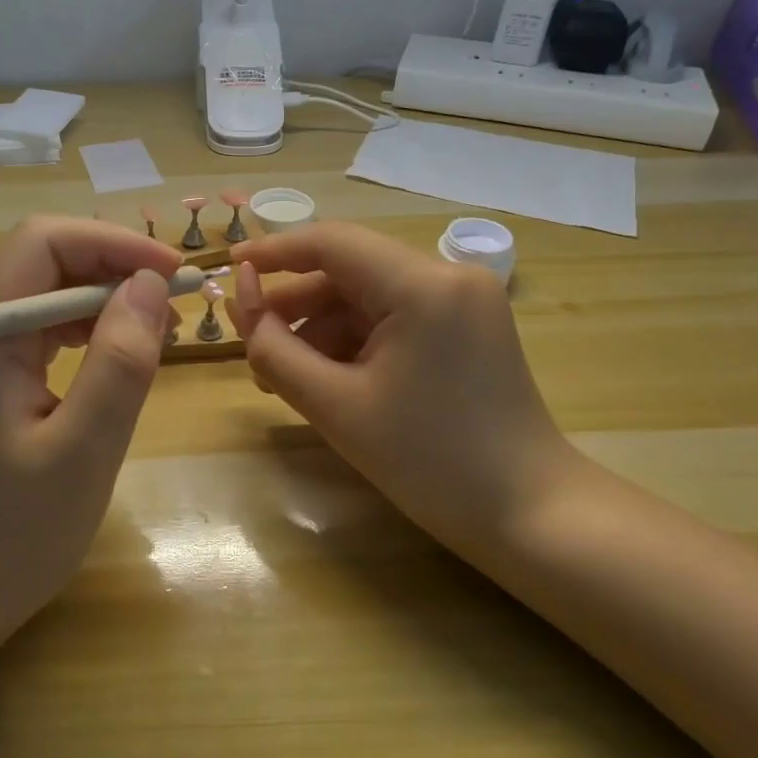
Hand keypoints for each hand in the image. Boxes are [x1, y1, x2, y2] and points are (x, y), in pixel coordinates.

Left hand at [0, 217, 180, 664]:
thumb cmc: (5, 539)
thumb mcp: (82, 454)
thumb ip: (120, 363)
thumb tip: (150, 285)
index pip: (43, 242)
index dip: (113, 244)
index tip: (173, 275)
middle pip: (41, 259)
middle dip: (112, 268)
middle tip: (174, 306)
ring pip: (40, 292)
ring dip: (99, 298)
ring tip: (154, 331)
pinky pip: (33, 330)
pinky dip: (79, 330)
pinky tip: (111, 357)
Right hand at [229, 223, 583, 570]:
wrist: (529, 515)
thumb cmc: (429, 463)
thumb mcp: (335, 406)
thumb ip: (274, 347)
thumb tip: (241, 297)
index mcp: (423, 285)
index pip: (332, 242)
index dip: (273, 251)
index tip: (229, 267)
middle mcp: (449, 276)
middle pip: (350, 271)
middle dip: (296, 306)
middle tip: (253, 346)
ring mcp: (464, 300)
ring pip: (369, 296)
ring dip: (322, 329)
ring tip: (284, 377)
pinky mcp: (468, 326)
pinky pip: (395, 317)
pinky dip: (356, 341)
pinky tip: (329, 380)